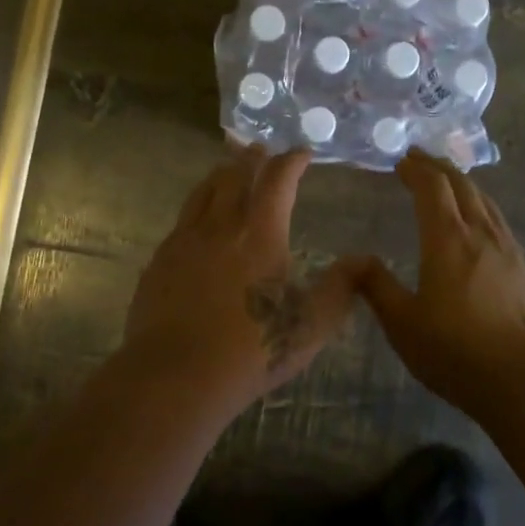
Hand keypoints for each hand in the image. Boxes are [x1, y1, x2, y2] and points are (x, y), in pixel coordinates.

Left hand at [123, 144, 357, 421]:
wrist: (175, 375)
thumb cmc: (251, 349)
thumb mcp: (311, 325)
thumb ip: (340, 288)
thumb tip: (364, 260)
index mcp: (261, 233)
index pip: (278, 179)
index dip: (292, 161)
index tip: (303, 153)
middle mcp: (221, 225)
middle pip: (235, 175)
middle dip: (253, 158)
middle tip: (262, 150)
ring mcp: (185, 240)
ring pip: (204, 191)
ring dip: (221, 174)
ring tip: (229, 168)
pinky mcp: (160, 260)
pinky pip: (182, 219)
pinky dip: (197, 206)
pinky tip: (198, 220)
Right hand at [353, 151, 524, 419]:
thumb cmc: (458, 354)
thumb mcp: (404, 325)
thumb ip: (378, 287)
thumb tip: (354, 259)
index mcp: (448, 241)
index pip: (432, 187)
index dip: (416, 169)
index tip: (402, 160)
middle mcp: (484, 236)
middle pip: (463, 187)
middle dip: (440, 168)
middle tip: (422, 160)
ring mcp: (515, 254)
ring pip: (489, 207)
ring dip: (467, 189)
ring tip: (453, 188)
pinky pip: (506, 234)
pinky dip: (487, 221)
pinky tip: (484, 240)